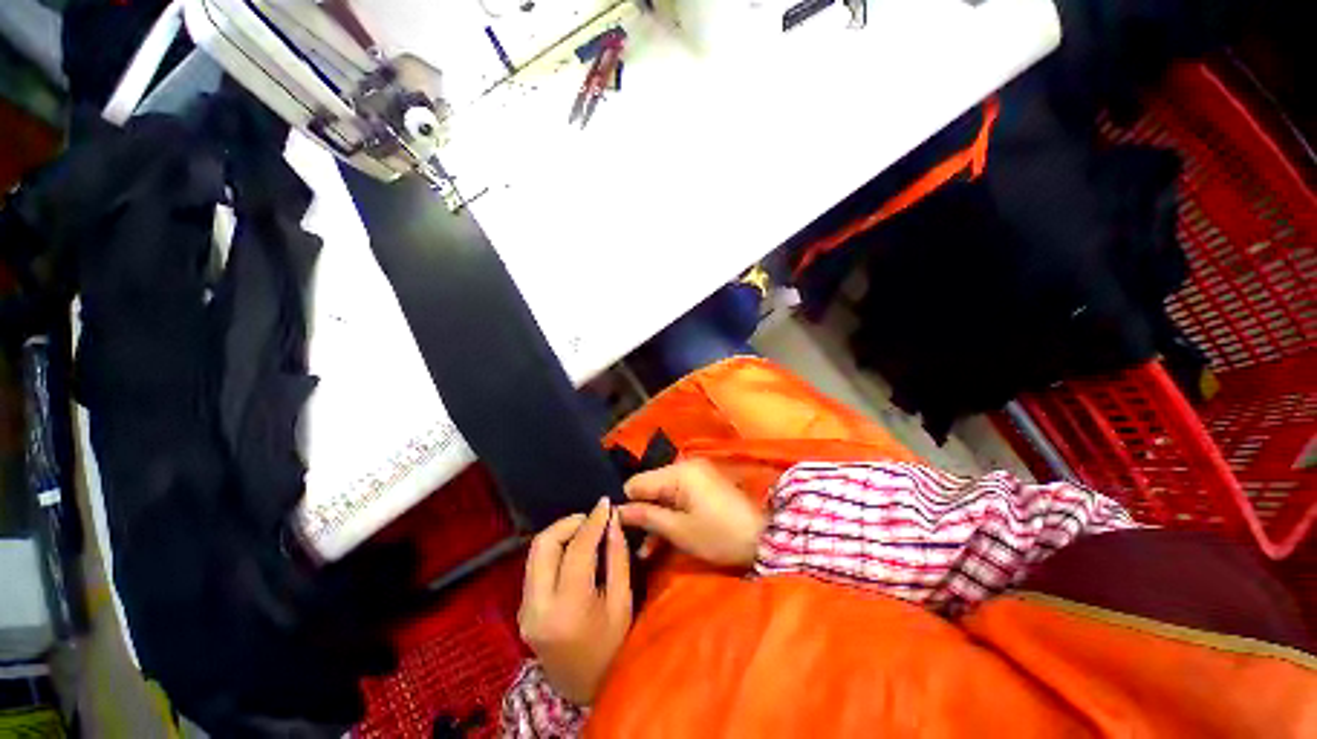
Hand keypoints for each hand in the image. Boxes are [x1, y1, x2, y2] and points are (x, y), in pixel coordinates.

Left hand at [518, 498, 631, 704]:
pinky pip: (535, 565)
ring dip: (561, 534)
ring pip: (536, 552)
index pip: (577, 549)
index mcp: (567, 608)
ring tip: (586, 531)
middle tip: (593, 519)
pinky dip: (555, 549)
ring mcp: (524, 609)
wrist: (583, 690)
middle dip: (569, 522)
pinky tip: (574, 550)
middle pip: (544, 544)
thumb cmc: (611, 648)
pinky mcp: (522, 609)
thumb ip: (617, 557)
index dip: (593, 521)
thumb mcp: (622, 602)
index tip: (605, 503)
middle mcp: (537, 607)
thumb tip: (613, 521)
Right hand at [619, 459, 767, 567]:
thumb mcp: (679, 530)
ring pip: (663, 494)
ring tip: (645, 550)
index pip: (638, 482)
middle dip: (641, 514)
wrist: (763, 538)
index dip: (626, 505)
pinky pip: (678, 496)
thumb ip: (647, 517)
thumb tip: (617, 510)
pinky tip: (662, 538)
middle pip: (650, 487)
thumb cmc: (719, 535)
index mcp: (678, 472)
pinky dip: (670, 514)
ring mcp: (696, 475)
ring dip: (655, 518)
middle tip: (632, 543)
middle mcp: (685, 466)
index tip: (618, 528)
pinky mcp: (704, 485)